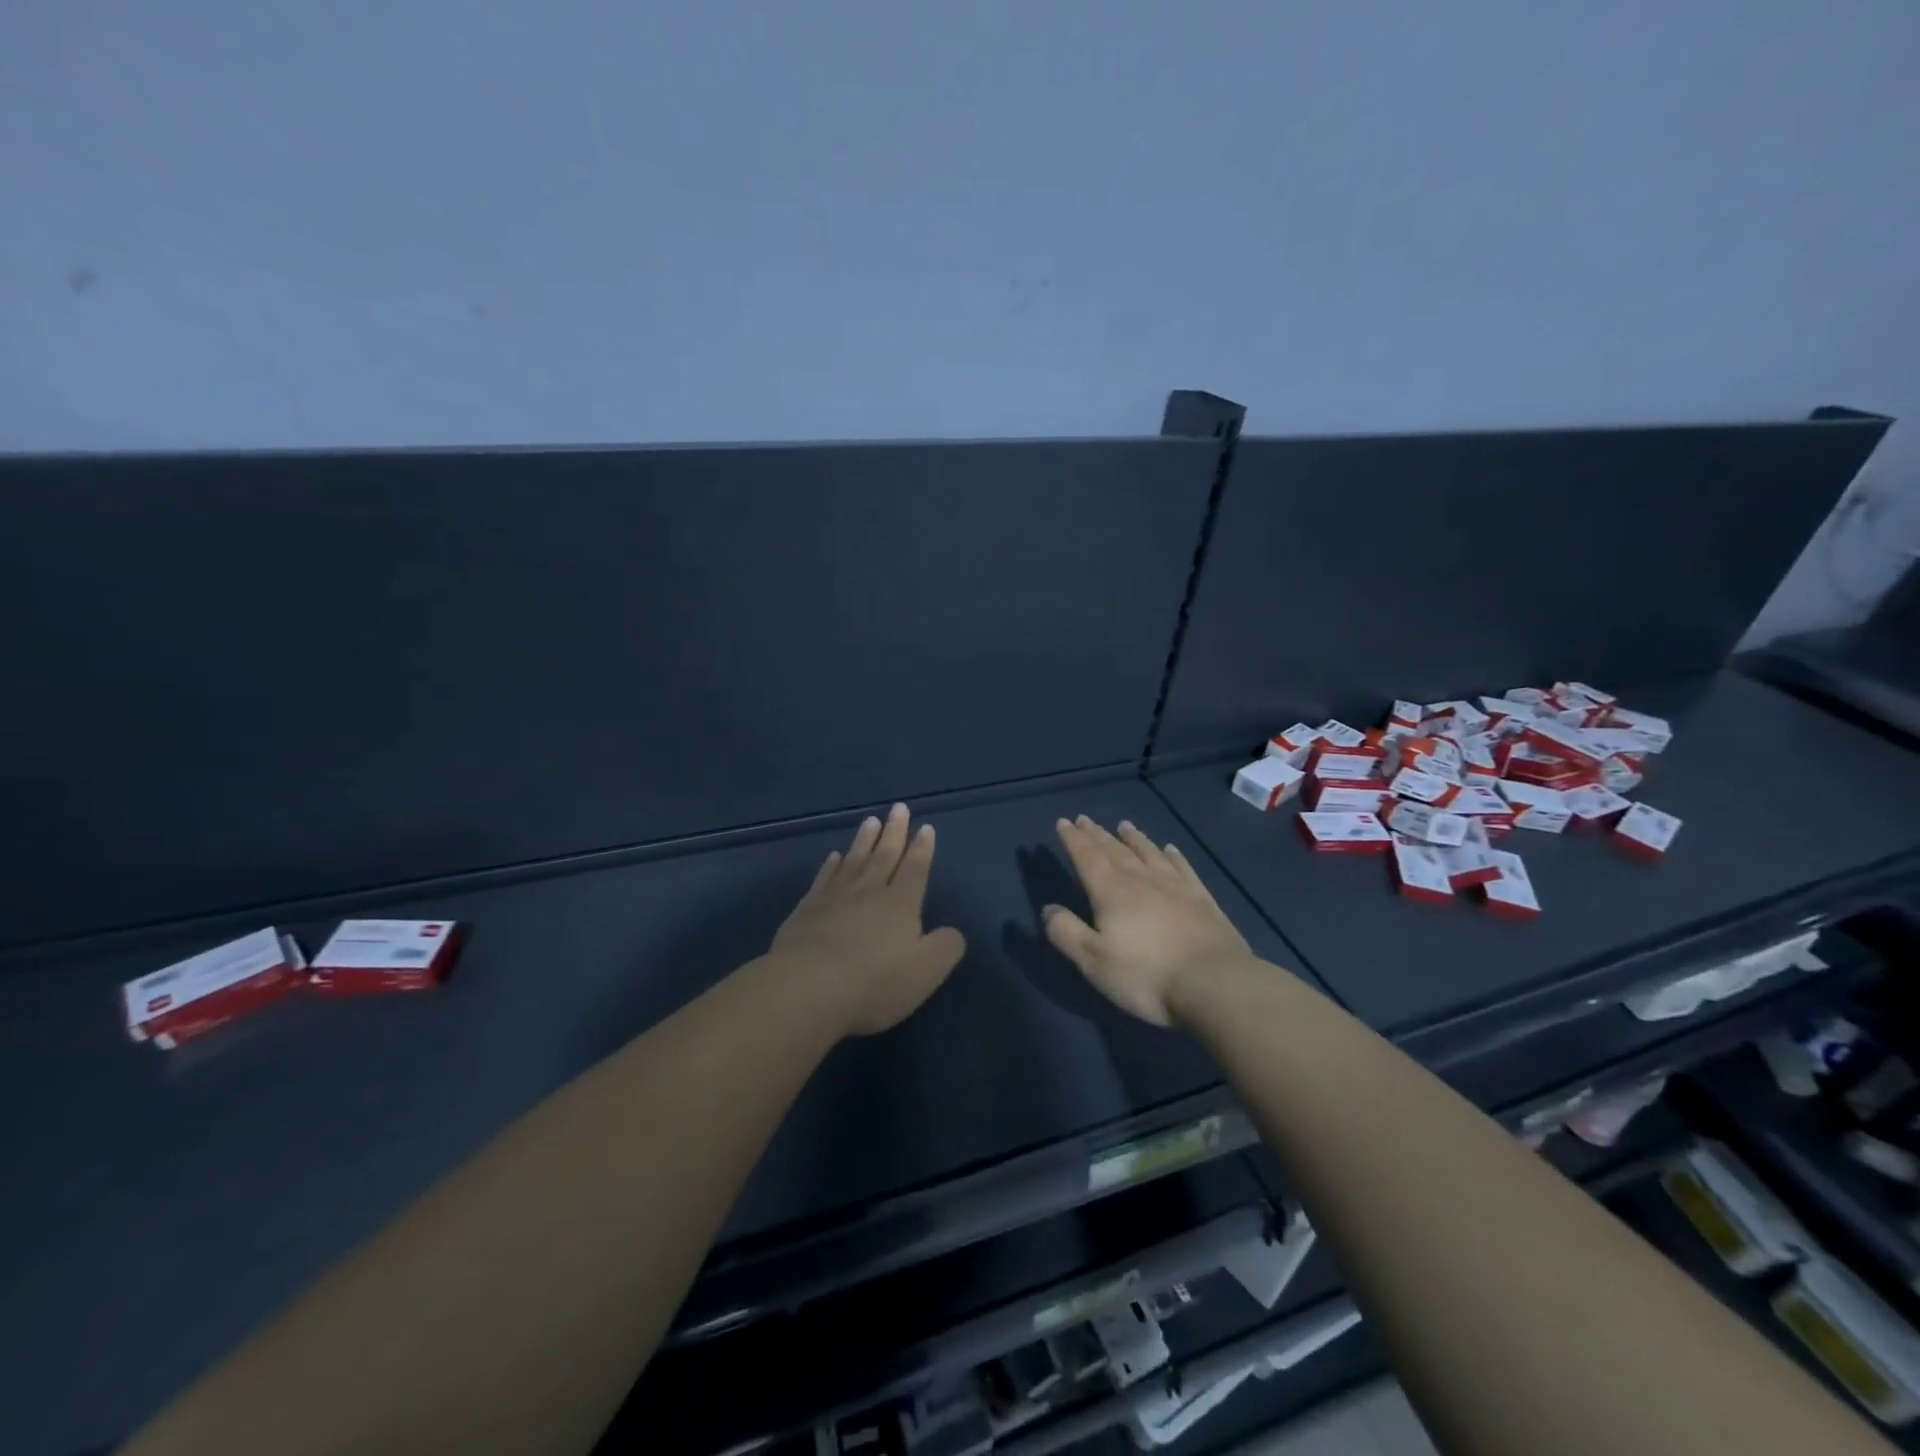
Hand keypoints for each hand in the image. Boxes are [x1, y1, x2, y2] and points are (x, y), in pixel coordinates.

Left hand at [769, 803, 967, 1036]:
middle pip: (884, 854)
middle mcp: (869, 890)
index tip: (925, 827)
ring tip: (871, 821)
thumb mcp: (925, 971)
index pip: (915, 868)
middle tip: (899, 808)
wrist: (808, 988)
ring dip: (864, 839)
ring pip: (854, 859)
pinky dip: (831, 864)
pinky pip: (824, 877)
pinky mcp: (807, 908)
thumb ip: (945, 948)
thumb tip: (953, 932)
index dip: (922, 848)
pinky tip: (834, 856)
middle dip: (895, 831)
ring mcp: (835, 896)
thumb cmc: (874, 982)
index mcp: (900, 903)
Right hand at [1043, 816, 1253, 1026]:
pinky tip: (1170, 849)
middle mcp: (1141, 880)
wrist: (1214, 983)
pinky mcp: (1202, 899)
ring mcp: (1175, 886)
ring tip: (1123, 825)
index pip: (1087, 857)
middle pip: (1115, 850)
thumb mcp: (1093, 961)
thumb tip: (1048, 908)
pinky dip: (1173, 855)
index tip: (1063, 822)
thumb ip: (1067, 932)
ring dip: (1133, 838)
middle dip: (1096, 834)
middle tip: (1084, 819)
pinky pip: (1182, 867)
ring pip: (1148, 853)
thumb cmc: (1146, 976)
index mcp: (1111, 892)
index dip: (1073, 839)